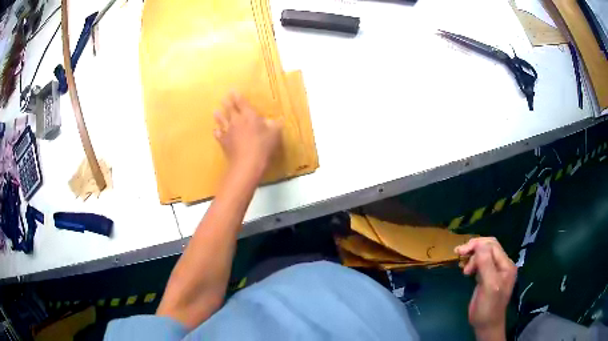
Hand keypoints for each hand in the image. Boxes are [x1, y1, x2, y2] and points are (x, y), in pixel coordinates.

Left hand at [214, 92, 281, 177]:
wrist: (247, 162)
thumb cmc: (263, 145)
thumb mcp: (275, 134)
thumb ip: (276, 125)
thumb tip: (280, 119)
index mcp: (249, 115)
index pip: (242, 102)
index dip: (237, 96)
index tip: (232, 90)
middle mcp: (237, 121)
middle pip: (230, 109)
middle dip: (227, 102)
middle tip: (223, 97)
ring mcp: (229, 131)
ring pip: (222, 121)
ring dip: (219, 115)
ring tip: (215, 111)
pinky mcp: (224, 142)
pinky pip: (219, 135)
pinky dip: (217, 132)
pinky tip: (215, 131)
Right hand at [455, 237, 516, 340]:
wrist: (486, 326)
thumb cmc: (488, 307)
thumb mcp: (489, 285)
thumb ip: (486, 264)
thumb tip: (478, 245)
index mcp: (506, 265)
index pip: (493, 245)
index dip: (477, 245)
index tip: (461, 251)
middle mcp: (502, 265)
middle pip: (488, 247)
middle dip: (474, 248)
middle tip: (459, 254)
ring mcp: (495, 272)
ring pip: (483, 255)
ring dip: (472, 258)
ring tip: (465, 271)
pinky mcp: (487, 278)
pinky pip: (481, 264)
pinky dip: (473, 264)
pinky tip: (467, 271)